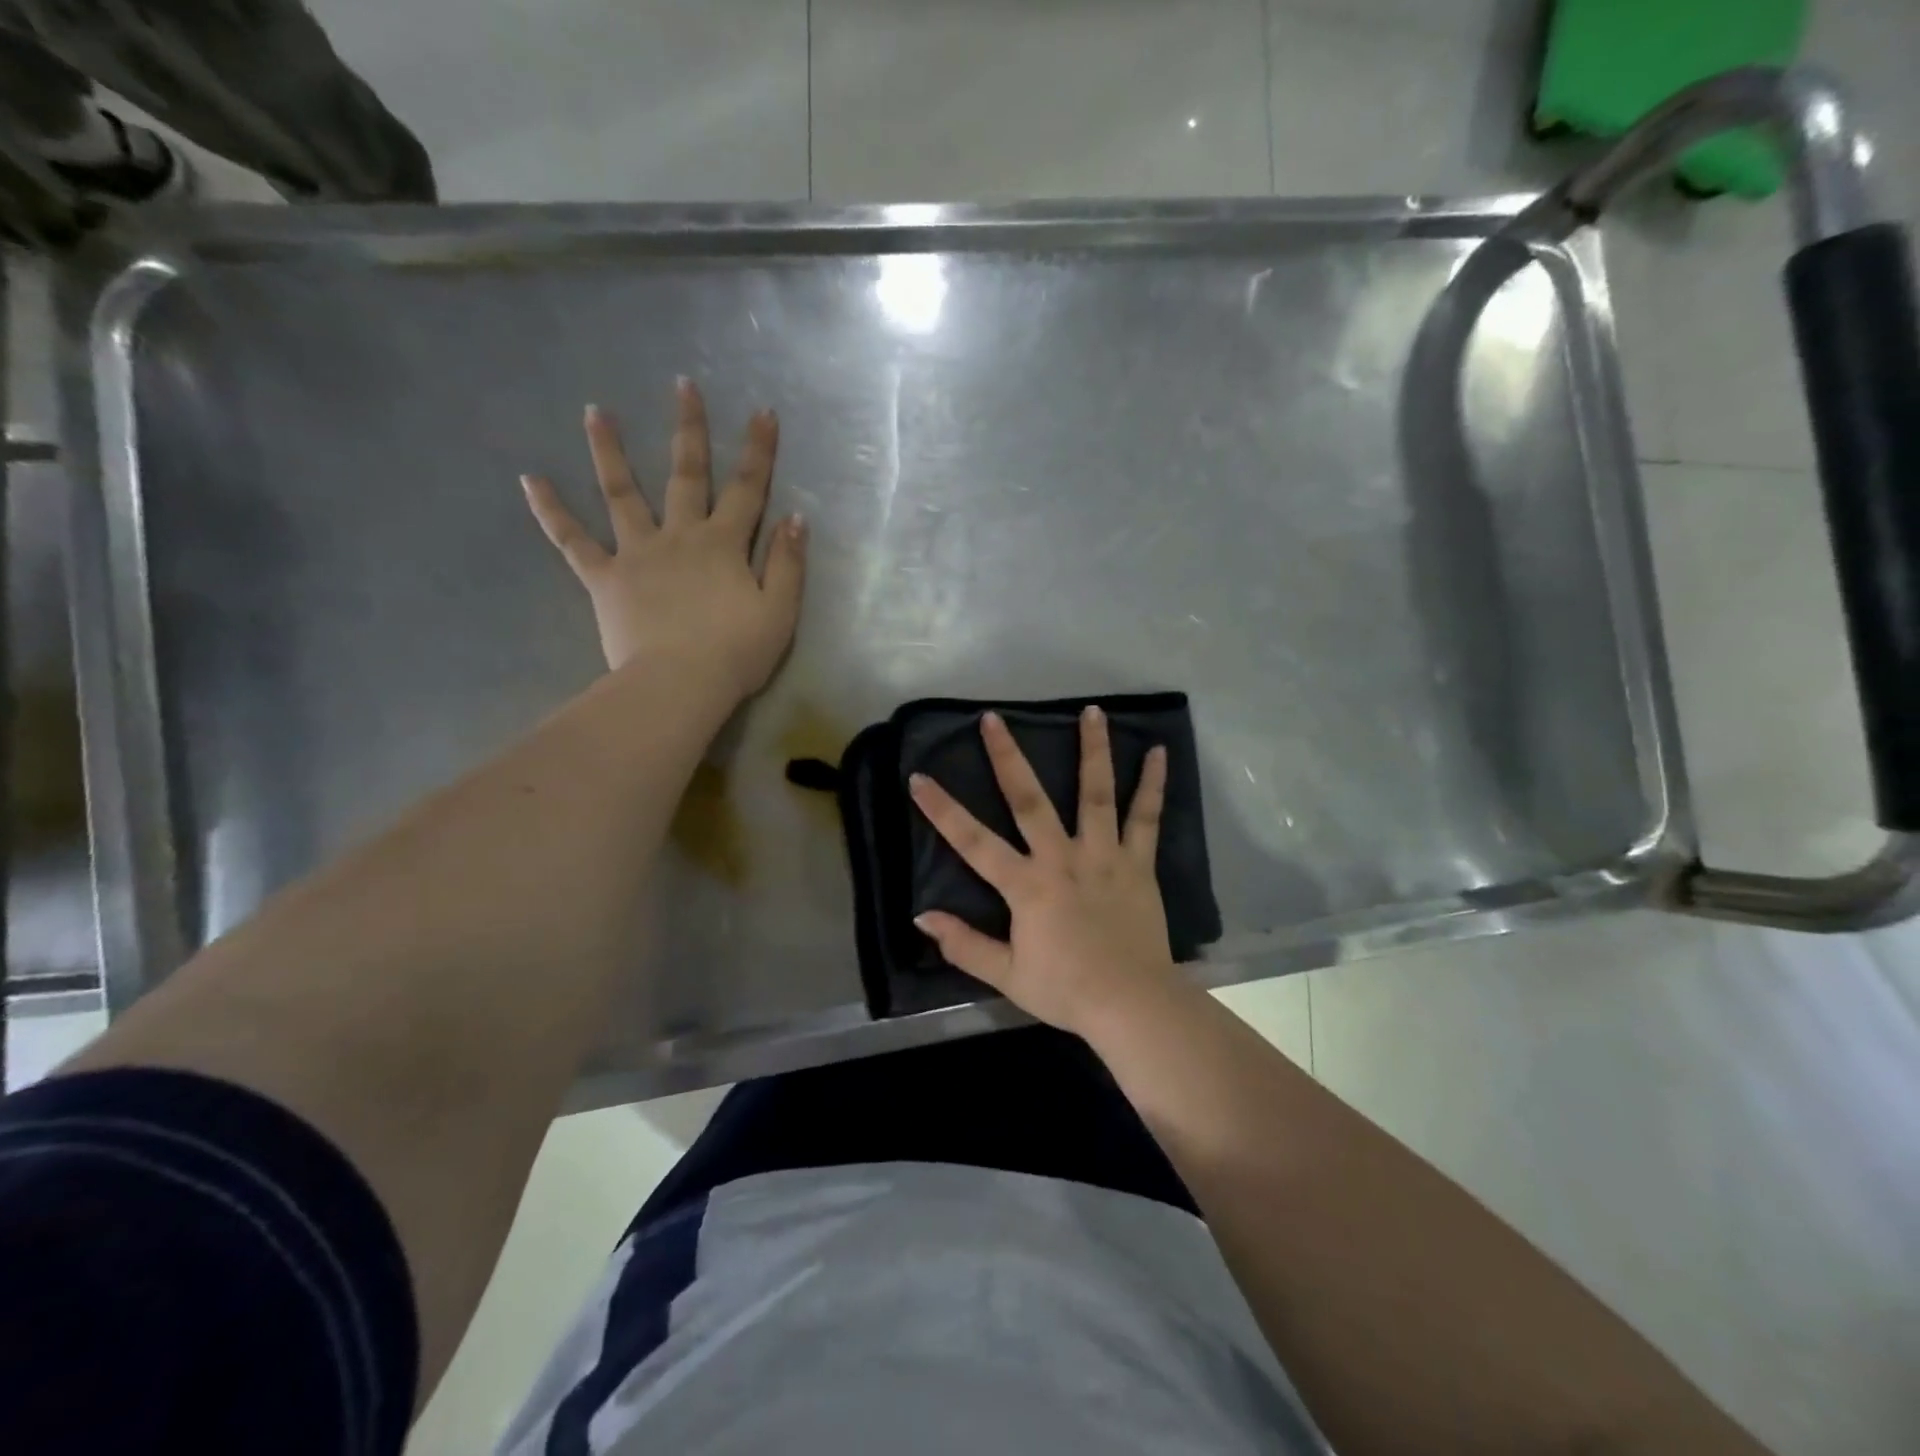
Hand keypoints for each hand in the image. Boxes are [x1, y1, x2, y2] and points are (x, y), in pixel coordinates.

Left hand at [521, 378, 806, 699]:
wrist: (680, 684)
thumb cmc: (736, 653)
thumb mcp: (780, 612)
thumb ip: (788, 564)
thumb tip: (795, 518)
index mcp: (724, 545)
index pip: (748, 489)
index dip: (758, 450)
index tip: (763, 412)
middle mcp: (680, 536)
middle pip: (686, 475)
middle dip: (688, 429)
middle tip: (683, 386)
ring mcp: (637, 554)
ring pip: (622, 494)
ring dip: (610, 451)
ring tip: (595, 411)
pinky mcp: (604, 578)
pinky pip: (573, 541)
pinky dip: (551, 511)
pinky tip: (530, 480)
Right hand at [909, 707, 1176, 1038]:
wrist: (1132, 1003)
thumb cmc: (1066, 990)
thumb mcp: (1006, 975)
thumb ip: (963, 944)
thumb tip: (922, 918)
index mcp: (1026, 885)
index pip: (973, 842)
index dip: (943, 810)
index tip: (919, 778)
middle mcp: (1062, 858)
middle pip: (1029, 799)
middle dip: (1008, 757)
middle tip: (993, 719)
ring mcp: (1103, 855)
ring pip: (1095, 794)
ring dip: (1092, 750)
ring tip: (1091, 711)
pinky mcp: (1138, 863)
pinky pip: (1145, 818)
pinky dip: (1152, 784)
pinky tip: (1159, 752)